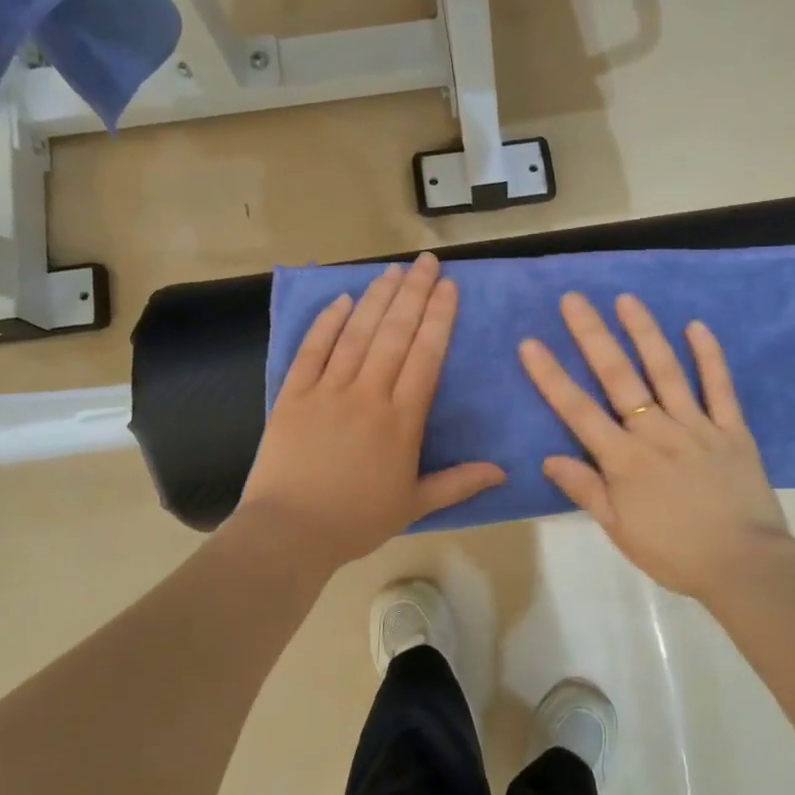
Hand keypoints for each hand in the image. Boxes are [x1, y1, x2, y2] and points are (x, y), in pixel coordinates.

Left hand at [236, 252, 504, 567]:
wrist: (290, 532)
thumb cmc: (357, 520)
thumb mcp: (415, 504)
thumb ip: (459, 483)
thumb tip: (504, 472)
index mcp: (402, 420)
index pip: (425, 356)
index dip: (439, 318)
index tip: (448, 287)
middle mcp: (368, 394)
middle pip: (395, 334)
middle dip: (414, 294)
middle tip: (426, 262)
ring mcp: (328, 391)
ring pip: (357, 334)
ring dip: (377, 299)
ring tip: (393, 270)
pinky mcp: (293, 395)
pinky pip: (312, 350)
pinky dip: (327, 323)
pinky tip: (343, 299)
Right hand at [519, 292, 794, 605]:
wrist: (744, 566)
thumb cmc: (674, 552)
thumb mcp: (620, 530)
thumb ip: (586, 490)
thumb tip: (549, 458)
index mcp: (624, 459)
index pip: (578, 410)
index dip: (551, 376)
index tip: (531, 342)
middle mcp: (656, 432)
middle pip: (619, 377)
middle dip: (592, 336)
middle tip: (574, 299)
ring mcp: (697, 426)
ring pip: (666, 371)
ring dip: (645, 332)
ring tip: (626, 299)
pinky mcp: (733, 429)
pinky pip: (720, 387)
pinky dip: (709, 355)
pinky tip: (696, 326)